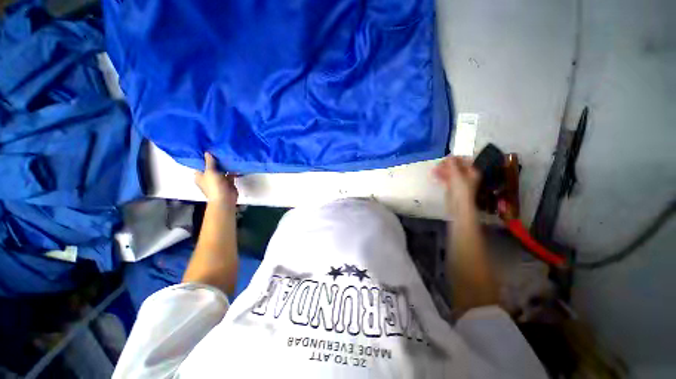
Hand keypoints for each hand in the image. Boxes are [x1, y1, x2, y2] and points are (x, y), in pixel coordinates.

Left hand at [195, 153, 238, 205]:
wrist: (225, 199)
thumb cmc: (214, 186)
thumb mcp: (210, 172)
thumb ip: (209, 162)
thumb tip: (207, 152)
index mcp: (200, 176)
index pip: (200, 165)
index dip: (203, 158)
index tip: (208, 150)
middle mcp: (208, 177)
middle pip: (211, 167)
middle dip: (215, 161)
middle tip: (219, 150)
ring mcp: (218, 180)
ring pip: (221, 170)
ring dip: (224, 165)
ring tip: (228, 155)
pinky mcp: (228, 182)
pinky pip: (229, 174)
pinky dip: (232, 170)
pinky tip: (235, 164)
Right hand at [433, 156, 480, 215]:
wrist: (458, 205)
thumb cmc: (461, 189)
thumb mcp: (456, 174)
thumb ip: (452, 164)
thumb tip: (449, 155)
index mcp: (472, 172)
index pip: (465, 161)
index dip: (456, 158)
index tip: (447, 157)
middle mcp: (467, 176)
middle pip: (457, 167)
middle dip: (447, 164)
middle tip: (439, 163)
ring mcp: (459, 182)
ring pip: (450, 173)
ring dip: (442, 170)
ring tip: (434, 168)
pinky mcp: (452, 187)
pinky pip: (446, 179)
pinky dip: (441, 176)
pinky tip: (434, 174)